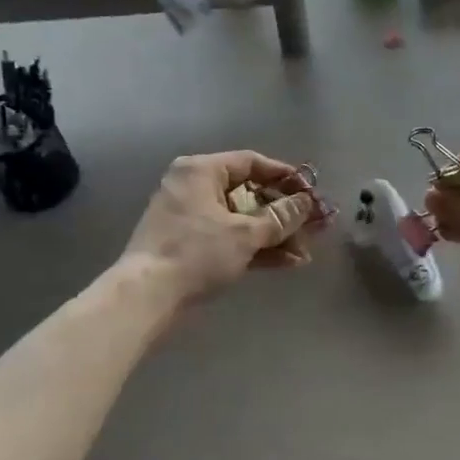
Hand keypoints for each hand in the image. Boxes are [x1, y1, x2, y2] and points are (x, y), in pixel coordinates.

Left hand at [122, 151, 321, 305]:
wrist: (146, 296)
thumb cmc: (197, 252)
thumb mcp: (245, 234)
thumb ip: (280, 217)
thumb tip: (306, 203)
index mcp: (201, 171)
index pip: (251, 162)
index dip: (284, 176)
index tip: (310, 192)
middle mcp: (193, 187)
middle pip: (248, 194)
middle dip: (283, 215)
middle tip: (312, 228)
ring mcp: (189, 218)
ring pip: (240, 220)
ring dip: (273, 236)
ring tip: (304, 253)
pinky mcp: (188, 245)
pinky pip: (228, 238)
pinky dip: (254, 248)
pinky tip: (286, 263)